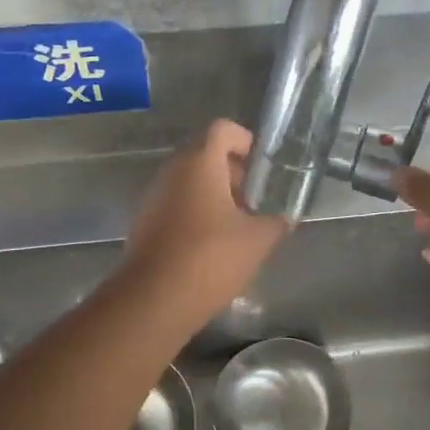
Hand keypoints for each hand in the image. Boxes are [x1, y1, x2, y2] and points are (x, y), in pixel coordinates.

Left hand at [122, 120, 289, 317]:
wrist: (153, 300)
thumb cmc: (210, 258)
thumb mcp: (257, 240)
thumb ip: (276, 222)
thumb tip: (285, 218)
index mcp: (199, 163)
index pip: (222, 129)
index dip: (245, 140)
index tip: (262, 165)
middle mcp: (172, 172)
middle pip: (204, 153)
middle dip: (232, 170)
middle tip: (255, 197)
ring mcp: (154, 197)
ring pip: (189, 180)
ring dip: (214, 193)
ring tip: (238, 223)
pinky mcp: (145, 222)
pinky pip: (176, 203)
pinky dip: (196, 211)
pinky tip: (213, 243)